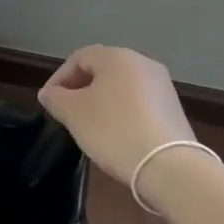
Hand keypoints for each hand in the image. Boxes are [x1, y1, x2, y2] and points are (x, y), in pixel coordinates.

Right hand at [38, 45, 193, 184]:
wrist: (168, 166)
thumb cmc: (113, 130)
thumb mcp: (73, 113)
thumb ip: (55, 98)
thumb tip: (50, 93)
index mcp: (118, 57)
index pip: (79, 57)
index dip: (59, 78)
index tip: (49, 102)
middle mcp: (144, 63)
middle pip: (102, 70)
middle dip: (80, 89)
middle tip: (66, 113)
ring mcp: (163, 86)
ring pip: (121, 87)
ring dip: (101, 102)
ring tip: (89, 126)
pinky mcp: (174, 110)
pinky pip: (139, 104)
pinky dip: (122, 114)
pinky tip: (115, 135)